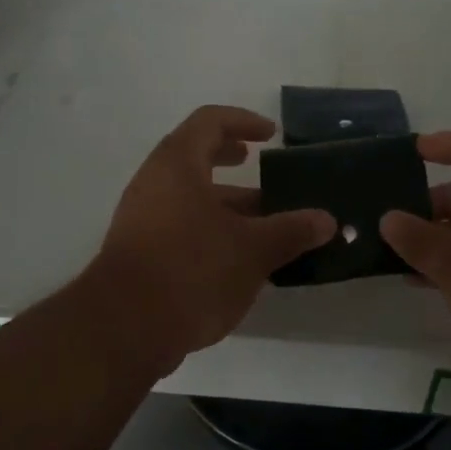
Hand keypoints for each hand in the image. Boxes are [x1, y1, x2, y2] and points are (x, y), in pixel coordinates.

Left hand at [81, 106, 335, 371]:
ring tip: (266, 222)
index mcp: (178, 165)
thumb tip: (326, 220)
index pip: (210, 121)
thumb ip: (291, 231)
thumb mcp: (251, 250)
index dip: (243, 121)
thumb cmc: (191, 269)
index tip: (272, 135)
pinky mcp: (141, 252)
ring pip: (191, 197)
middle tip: (261, 166)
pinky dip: (212, 230)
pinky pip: (181, 226)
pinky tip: (240, 258)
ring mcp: (143, 218)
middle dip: (232, 160)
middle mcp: (154, 183)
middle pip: (196, 157)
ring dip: (228, 203)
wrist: (124, 329)